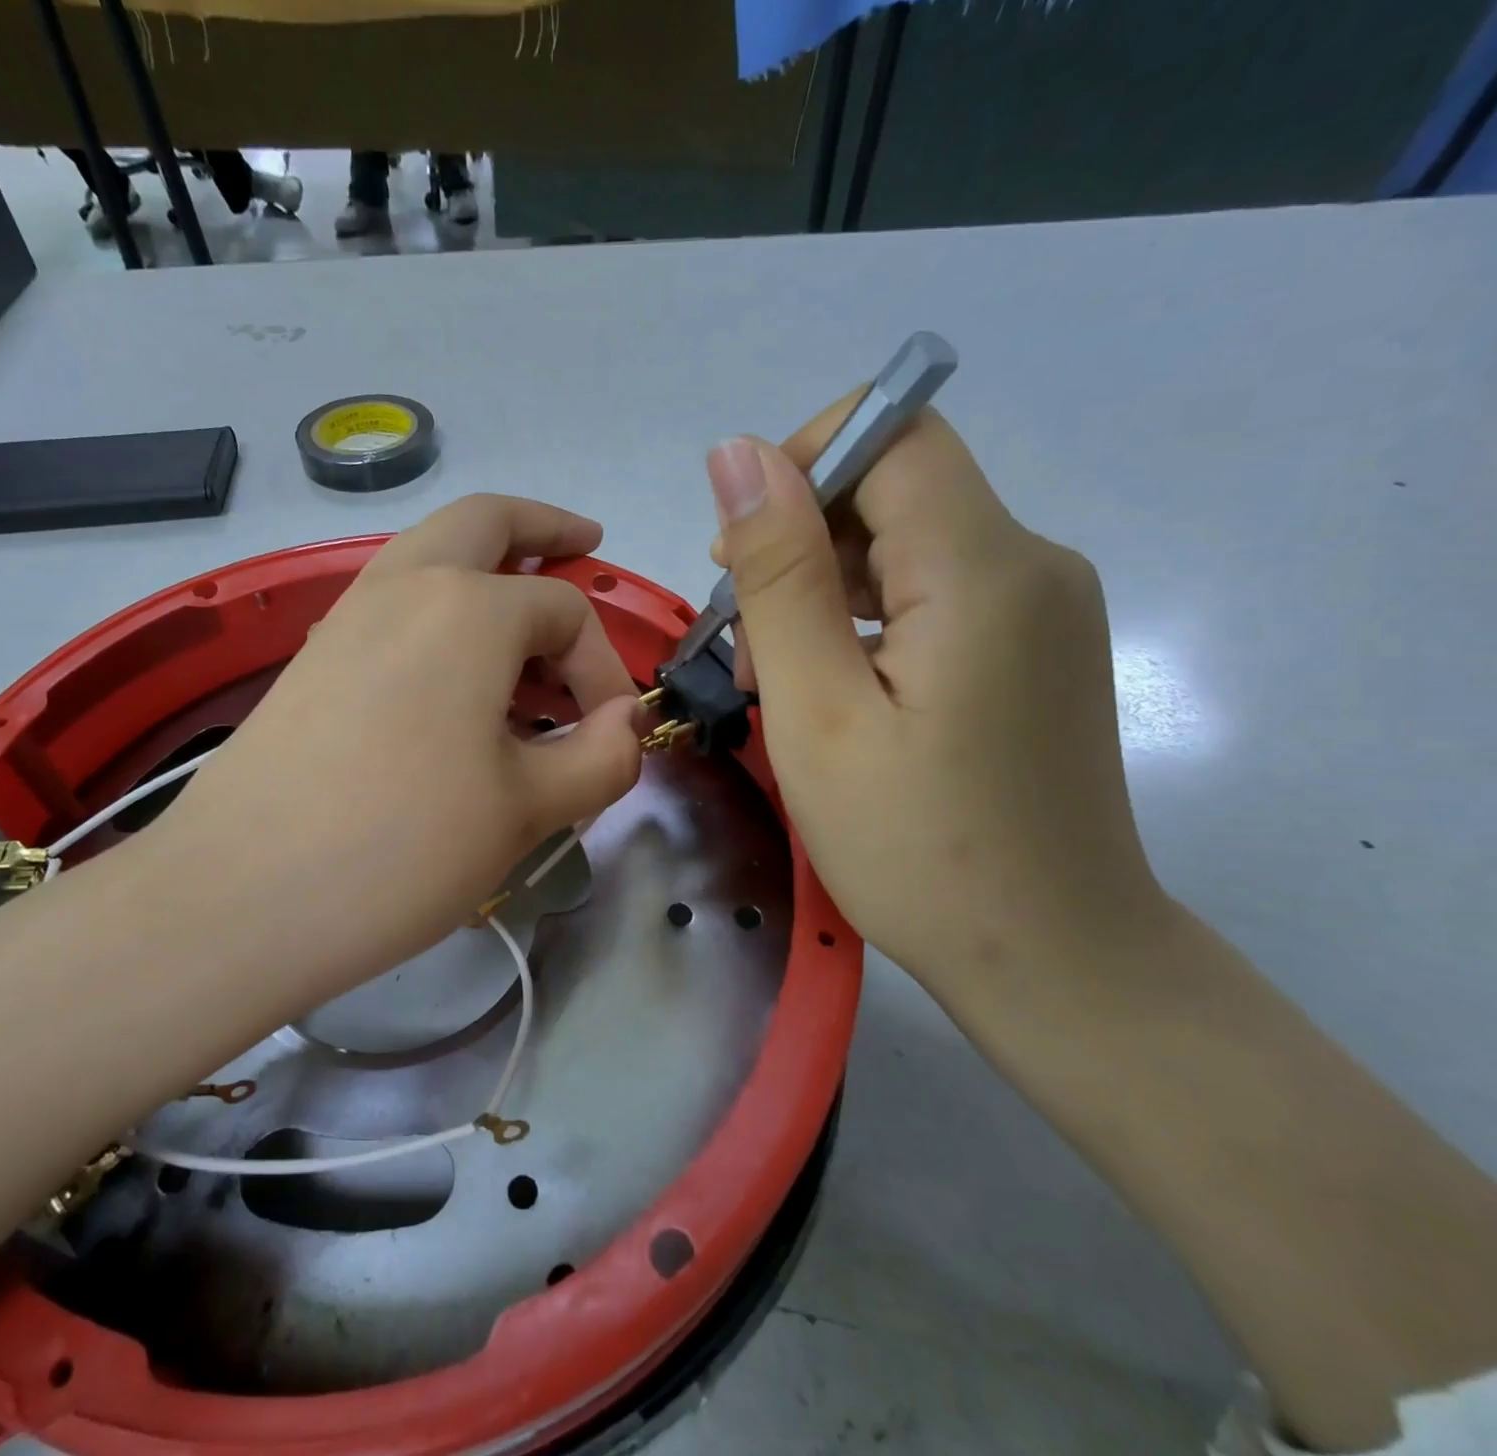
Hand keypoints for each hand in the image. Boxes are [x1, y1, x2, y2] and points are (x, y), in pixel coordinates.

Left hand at [154, 494, 643, 1002]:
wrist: (241, 897)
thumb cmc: (404, 847)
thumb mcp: (527, 810)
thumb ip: (600, 758)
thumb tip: (625, 726)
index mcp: (469, 607)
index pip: (566, 613)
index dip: (604, 668)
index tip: (611, 734)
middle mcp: (404, 585)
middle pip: (485, 521)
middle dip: (543, 527)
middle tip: (584, 543)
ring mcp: (346, 615)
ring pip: (429, 553)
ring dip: (485, 565)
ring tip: (526, 622)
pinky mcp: (313, 656)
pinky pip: (392, 601)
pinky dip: (439, 606)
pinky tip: (456, 671)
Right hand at [708, 401, 1170, 998]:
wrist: (1052, 958)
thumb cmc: (916, 847)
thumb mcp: (817, 710)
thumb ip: (780, 575)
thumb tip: (738, 454)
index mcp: (984, 569)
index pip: (893, 432)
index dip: (801, 467)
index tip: (740, 556)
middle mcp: (1033, 565)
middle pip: (896, 488)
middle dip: (802, 544)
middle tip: (745, 646)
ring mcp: (1042, 608)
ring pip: (907, 543)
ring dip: (825, 588)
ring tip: (780, 680)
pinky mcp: (1033, 647)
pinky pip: (933, 591)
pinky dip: (865, 619)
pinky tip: (835, 691)